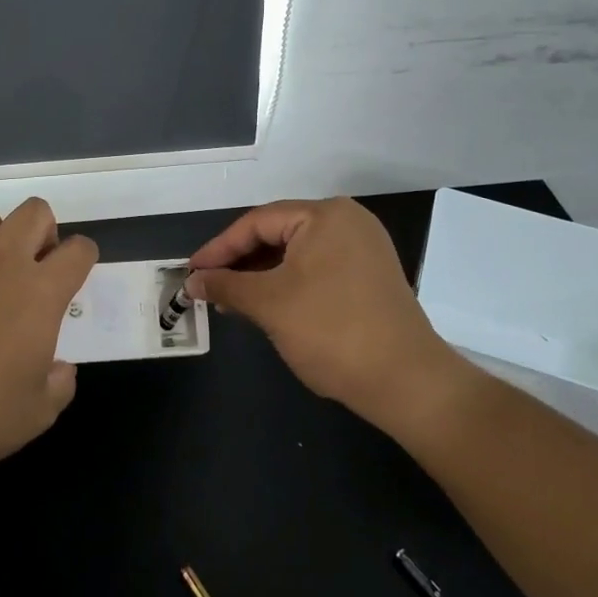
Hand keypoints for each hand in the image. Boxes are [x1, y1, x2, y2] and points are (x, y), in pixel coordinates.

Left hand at [0, 197, 96, 476]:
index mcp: (40, 293)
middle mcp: (1, 263)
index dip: (83, 258)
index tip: (74, 277)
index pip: (78, 251)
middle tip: (34, 267)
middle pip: (34, 211)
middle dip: (43, 230)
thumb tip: (58, 368)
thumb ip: (59, 383)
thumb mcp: (38, 413)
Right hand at [187, 197, 458, 426]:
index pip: (257, 223)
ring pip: (296, 254)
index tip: (191, 272)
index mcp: (325, 215)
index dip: (219, 249)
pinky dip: (287, 284)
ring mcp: (363, 249)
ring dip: (261, 276)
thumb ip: (226, 286)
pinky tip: (266, 305)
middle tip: (207, 286)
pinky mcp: (369, 276)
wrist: (406, 381)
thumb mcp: (269, 305)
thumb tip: (192, 282)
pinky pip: (316, 269)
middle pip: (277, 234)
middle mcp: (347, 221)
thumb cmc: (331, 331)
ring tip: (231, 301)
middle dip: (239, 262)